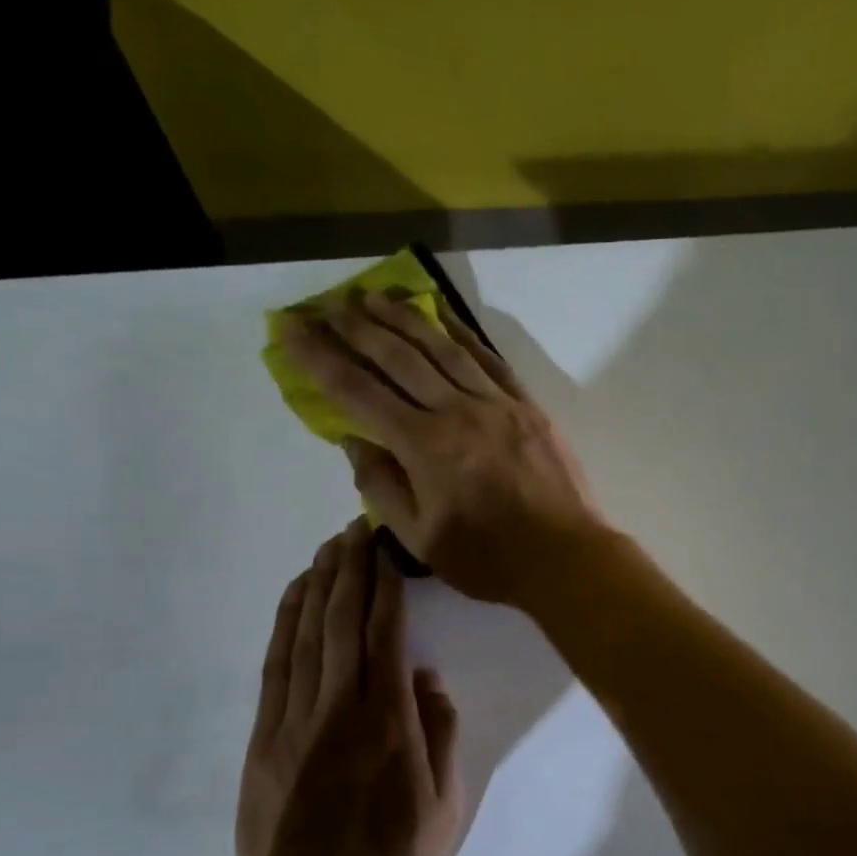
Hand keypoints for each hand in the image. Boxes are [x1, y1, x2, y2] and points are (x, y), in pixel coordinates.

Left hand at [236, 521, 464, 855]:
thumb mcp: (445, 807)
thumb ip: (440, 737)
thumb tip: (427, 680)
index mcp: (388, 724)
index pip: (386, 635)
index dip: (386, 584)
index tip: (387, 547)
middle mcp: (338, 709)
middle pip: (341, 622)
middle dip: (351, 568)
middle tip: (356, 527)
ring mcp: (295, 721)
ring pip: (305, 635)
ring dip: (318, 585)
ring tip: (328, 548)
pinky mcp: (265, 738)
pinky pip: (275, 666)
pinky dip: (285, 624)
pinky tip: (295, 598)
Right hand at [278, 287, 607, 607]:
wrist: (565, 557)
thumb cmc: (489, 559)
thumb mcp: (420, 539)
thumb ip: (381, 486)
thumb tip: (352, 439)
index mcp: (424, 447)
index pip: (358, 391)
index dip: (319, 358)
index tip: (291, 328)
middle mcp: (457, 412)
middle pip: (398, 358)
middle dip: (357, 327)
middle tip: (328, 303)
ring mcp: (497, 404)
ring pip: (443, 349)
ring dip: (405, 319)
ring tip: (375, 296)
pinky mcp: (527, 406)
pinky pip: (490, 360)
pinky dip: (463, 334)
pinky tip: (444, 318)